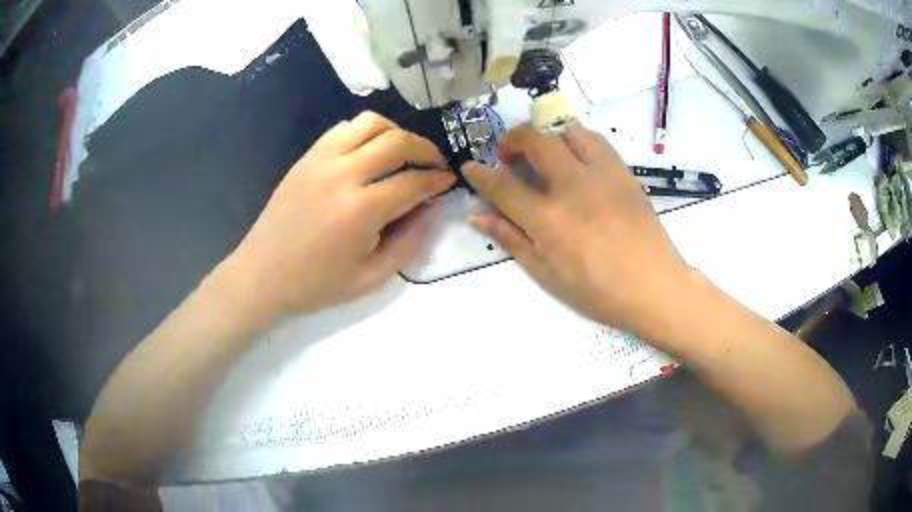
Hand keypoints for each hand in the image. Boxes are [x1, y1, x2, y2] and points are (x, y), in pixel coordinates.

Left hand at [222, 112, 454, 320]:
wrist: (262, 274)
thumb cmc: (316, 284)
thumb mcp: (371, 278)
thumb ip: (408, 242)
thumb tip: (429, 208)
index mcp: (361, 210)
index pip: (414, 181)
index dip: (438, 180)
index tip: (448, 181)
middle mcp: (344, 174)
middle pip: (398, 142)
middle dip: (426, 149)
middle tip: (434, 164)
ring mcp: (322, 160)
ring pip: (371, 124)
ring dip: (396, 133)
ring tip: (403, 152)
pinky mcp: (308, 156)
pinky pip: (344, 128)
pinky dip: (366, 132)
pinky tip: (369, 151)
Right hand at [462, 124, 690, 336]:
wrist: (654, 286)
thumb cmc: (598, 291)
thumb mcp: (547, 274)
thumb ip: (512, 239)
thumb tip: (478, 215)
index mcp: (548, 220)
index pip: (502, 185)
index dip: (480, 173)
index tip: (470, 167)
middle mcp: (572, 186)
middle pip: (534, 141)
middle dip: (511, 140)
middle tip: (508, 157)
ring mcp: (602, 175)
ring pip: (567, 131)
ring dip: (548, 138)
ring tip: (547, 157)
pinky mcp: (623, 172)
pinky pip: (596, 141)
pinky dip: (577, 142)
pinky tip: (578, 162)